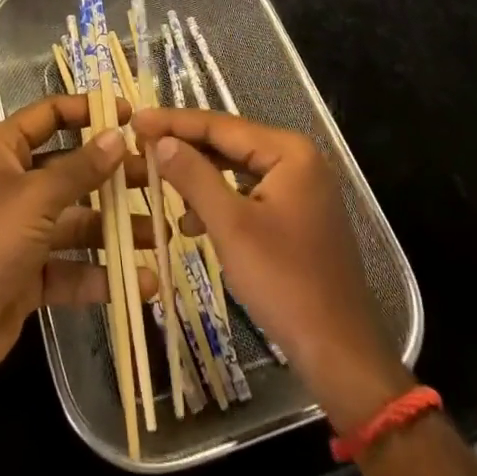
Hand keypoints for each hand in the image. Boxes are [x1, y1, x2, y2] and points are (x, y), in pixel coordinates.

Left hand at [0, 95, 156, 382]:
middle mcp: (14, 183)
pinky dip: (102, 273)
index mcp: (4, 150)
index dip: (88, 110)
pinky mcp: (29, 273)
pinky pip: (72, 266)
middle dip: (113, 176)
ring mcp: (22, 230)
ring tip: (160, 234)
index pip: (50, 115)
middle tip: (157, 178)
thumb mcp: (35, 198)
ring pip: (77, 220)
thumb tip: (118, 136)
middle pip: (72, 170)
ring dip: (116, 229)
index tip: (131, 115)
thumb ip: (80, 169)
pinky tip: (141, 283)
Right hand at [131, 106, 410, 431]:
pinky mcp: (299, 214)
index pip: (220, 125)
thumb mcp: (231, 226)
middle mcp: (299, 158)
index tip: (135, 121)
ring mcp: (302, 187)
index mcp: (289, 151)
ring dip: (200, 178)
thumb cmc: (285, 284)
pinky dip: (221, 201)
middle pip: (229, 143)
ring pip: (237, 169)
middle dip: (185, 149)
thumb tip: (161, 141)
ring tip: (161, 188)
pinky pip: (250, 192)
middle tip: (140, 147)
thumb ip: (194, 176)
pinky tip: (194, 223)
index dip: (174, 122)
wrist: (341, 354)